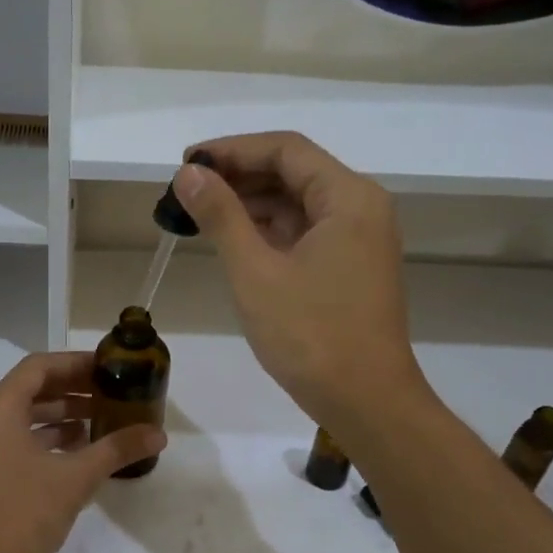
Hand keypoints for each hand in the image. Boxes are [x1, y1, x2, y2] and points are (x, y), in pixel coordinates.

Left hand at [0, 353, 165, 552]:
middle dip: (72, 389)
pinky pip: (13, 437)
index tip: (109, 368)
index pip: (39, 367)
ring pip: (22, 415)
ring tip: (101, 421)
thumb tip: (158, 434)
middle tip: (111, 393)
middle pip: (30, 388)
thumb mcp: (75, 479)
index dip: (76, 363)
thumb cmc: (22, 516)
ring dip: (60, 414)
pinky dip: (44, 437)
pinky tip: (77, 450)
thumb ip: (116, 449)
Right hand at [174, 132, 430, 433]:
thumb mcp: (255, 272)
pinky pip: (305, 232)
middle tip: (186, 191)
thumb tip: (188, 173)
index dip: (232, 150)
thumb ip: (221, 215)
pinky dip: (269, 231)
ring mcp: (358, 239)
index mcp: (348, 198)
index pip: (285, 150)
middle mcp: (360, 208)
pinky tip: (233, 240)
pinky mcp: (350, 267)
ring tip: (199, 214)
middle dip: (239, 176)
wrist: (366, 402)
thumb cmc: (310, 335)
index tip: (186, 163)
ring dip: (251, 204)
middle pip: (294, 172)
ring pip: (298, 204)